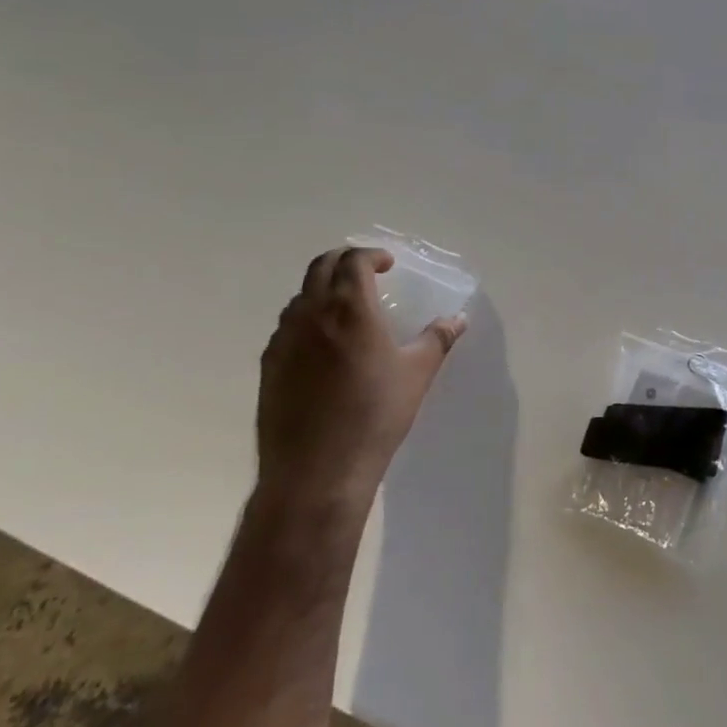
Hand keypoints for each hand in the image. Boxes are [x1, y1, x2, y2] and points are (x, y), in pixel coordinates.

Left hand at [255, 247, 466, 514]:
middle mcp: (311, 314)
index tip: (388, 265)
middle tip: (366, 274)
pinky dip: (307, 320)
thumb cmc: (375, 415)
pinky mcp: (269, 366)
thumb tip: (458, 319)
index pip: (353, 261)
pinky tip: (323, 348)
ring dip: (323, 290)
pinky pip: (288, 328)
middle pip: (320, 267)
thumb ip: (437, 339)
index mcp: (349, 308)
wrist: (317, 471)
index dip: (372, 255)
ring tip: (346, 310)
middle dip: (344, 261)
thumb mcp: (417, 374)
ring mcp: (284, 339)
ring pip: (300, 297)